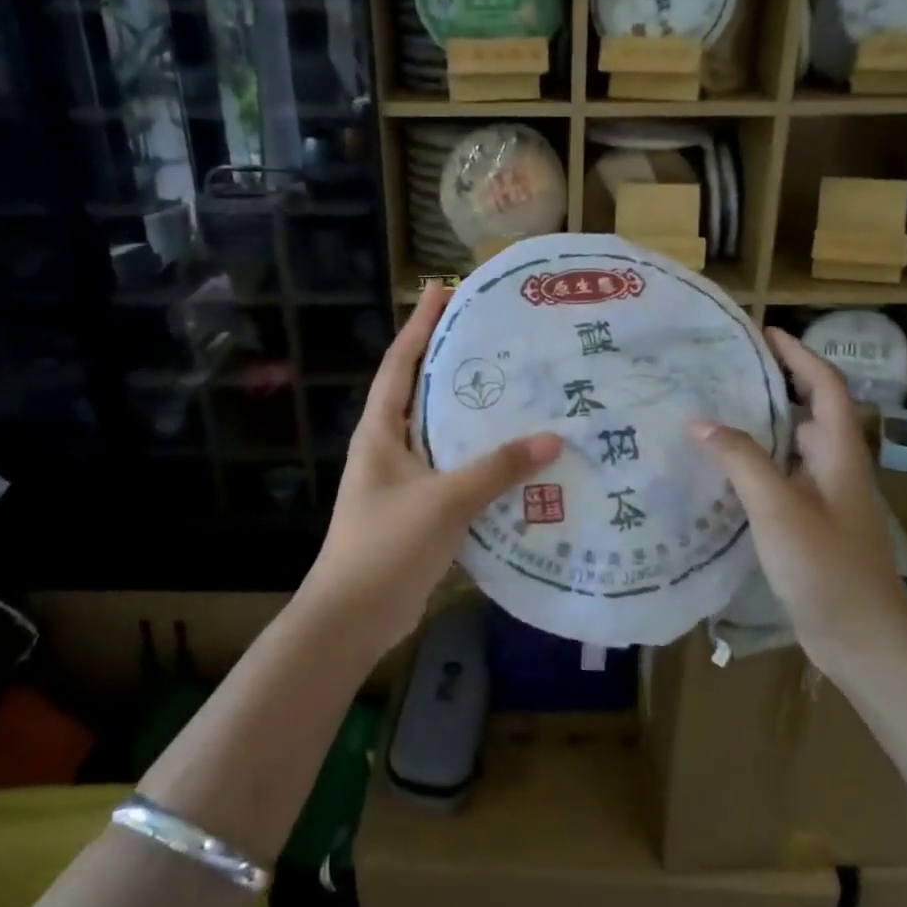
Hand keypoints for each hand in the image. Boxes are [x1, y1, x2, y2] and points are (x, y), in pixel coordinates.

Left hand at [303, 282, 561, 653]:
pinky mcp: (416, 508)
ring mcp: (400, 479)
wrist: (353, 617)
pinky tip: (512, 456)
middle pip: (420, 391)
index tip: (443, 289)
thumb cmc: (387, 545)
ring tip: (512, 388)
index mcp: (380, 432)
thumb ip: (498, 469)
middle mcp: (387, 446)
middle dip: (451, 361)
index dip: (421, 324)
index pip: (401, 363)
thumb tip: (553, 438)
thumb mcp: (445, 500)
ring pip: (439, 432)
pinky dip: (477, 458)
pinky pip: (451, 469)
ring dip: (469, 412)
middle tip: (494, 336)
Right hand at [690, 327, 906, 674]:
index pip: (826, 386)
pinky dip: (757, 460)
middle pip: (811, 410)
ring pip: (794, 445)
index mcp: (839, 454)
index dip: (799, 355)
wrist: (863, 641)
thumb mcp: (778, 508)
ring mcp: (827, 498)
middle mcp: (837, 468)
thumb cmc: (827, 568)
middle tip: (727, 369)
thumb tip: (699, 421)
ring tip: (716, 409)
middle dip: (776, 382)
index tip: (765, 332)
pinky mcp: (813, 524)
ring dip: (763, 422)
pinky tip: (723, 468)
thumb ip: (741, 460)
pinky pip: (783, 476)